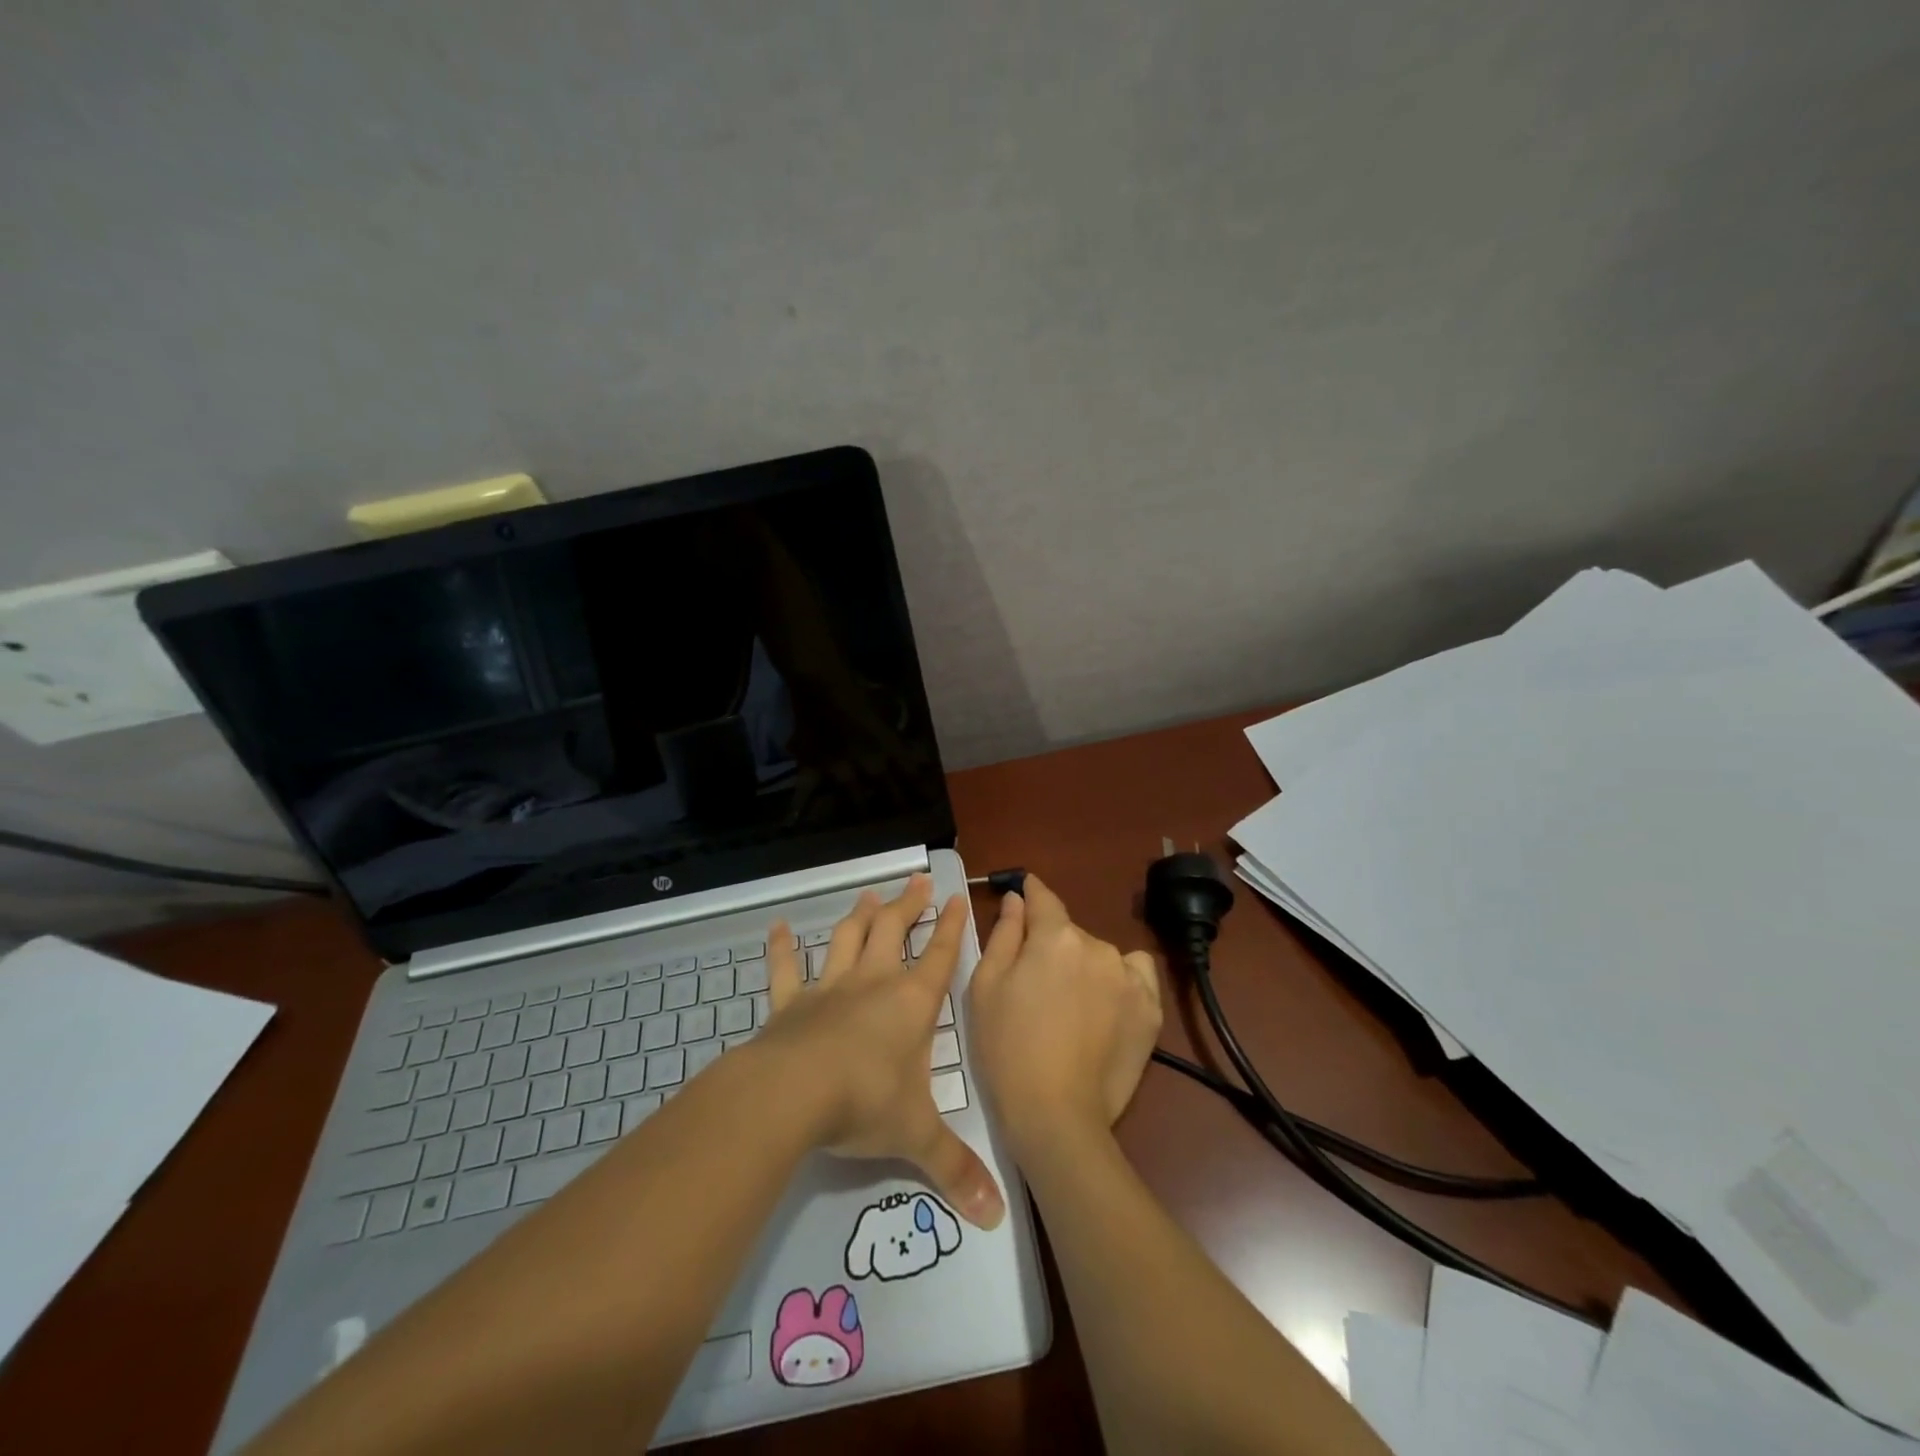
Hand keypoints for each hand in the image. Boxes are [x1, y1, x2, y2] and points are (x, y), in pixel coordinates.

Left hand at [758, 874, 1005, 1229]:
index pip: (940, 956)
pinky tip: (777, 927)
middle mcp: (873, 984)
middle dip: (908, 905)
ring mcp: (830, 989)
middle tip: (916, 880)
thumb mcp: (917, 1137)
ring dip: (859, 915)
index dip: (951, 927)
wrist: (794, 1095)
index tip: (958, 898)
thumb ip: (956, 1170)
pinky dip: (781, 948)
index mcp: (911, 1003)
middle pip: (894, 931)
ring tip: (869, 894)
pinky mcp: (790, 1003)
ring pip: (847, 939)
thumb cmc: (865, 1104)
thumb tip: (996, 1217)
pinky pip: (785, 969)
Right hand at [965, 875, 1162, 1157]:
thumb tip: (1018, 899)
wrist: (1055, 1115)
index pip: (1043, 898)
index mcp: (1055, 937)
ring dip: (1084, 965)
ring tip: (1070, 1006)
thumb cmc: (1007, 1048)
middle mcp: (1097, 946)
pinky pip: (1135, 973)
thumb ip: (1004, 933)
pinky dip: (1120, 980)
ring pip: (1099, 954)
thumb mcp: (987, 986)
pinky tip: (1105, 1007)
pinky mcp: (1150, 1008)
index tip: (1025, 891)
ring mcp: (1129, 977)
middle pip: (1069, 932)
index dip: (1031, 892)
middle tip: (1035, 985)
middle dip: (1051, 946)